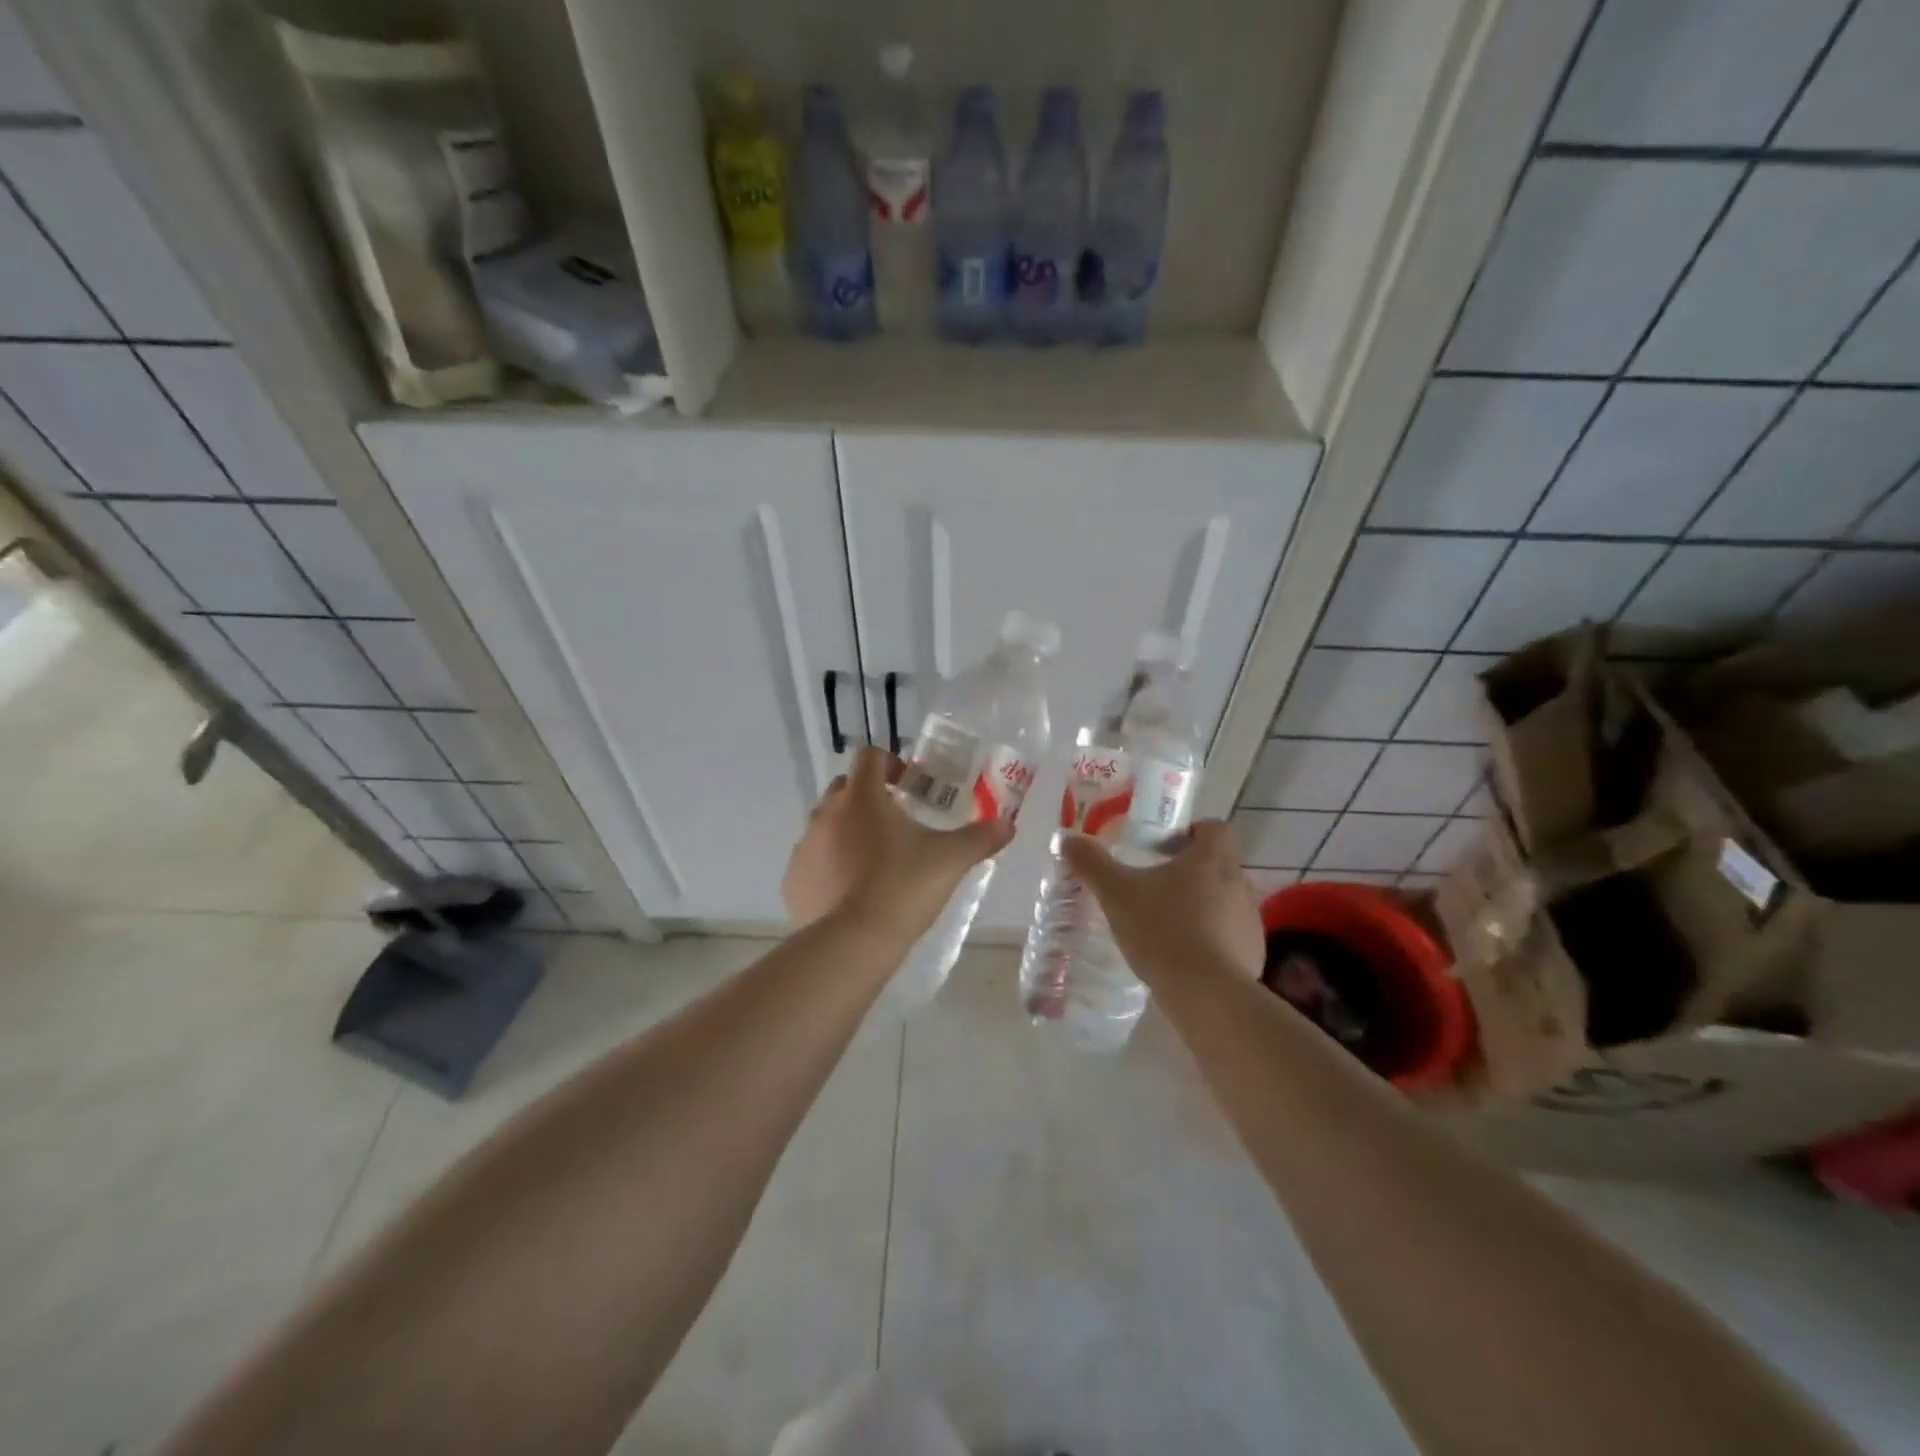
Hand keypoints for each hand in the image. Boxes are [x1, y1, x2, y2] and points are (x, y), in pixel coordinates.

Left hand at [783, 746, 1015, 940]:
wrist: (851, 945)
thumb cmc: (902, 888)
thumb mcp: (950, 861)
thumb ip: (980, 838)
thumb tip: (1008, 824)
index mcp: (862, 797)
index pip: (870, 756)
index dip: (891, 762)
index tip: (910, 784)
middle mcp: (826, 813)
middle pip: (845, 788)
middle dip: (870, 797)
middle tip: (898, 823)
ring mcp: (804, 847)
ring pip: (827, 825)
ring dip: (848, 832)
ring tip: (876, 862)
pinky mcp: (792, 880)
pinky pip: (813, 861)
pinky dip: (830, 867)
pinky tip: (851, 893)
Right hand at [1062, 819, 1264, 985]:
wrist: (1206, 994)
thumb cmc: (1162, 930)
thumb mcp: (1116, 893)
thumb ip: (1092, 864)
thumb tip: (1066, 839)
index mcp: (1211, 859)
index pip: (1215, 828)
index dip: (1193, 832)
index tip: (1165, 849)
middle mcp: (1238, 883)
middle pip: (1218, 865)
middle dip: (1191, 873)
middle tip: (1156, 888)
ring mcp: (1250, 920)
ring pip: (1225, 902)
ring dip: (1202, 907)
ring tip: (1168, 926)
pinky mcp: (1253, 954)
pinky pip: (1231, 937)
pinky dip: (1212, 941)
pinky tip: (1185, 959)